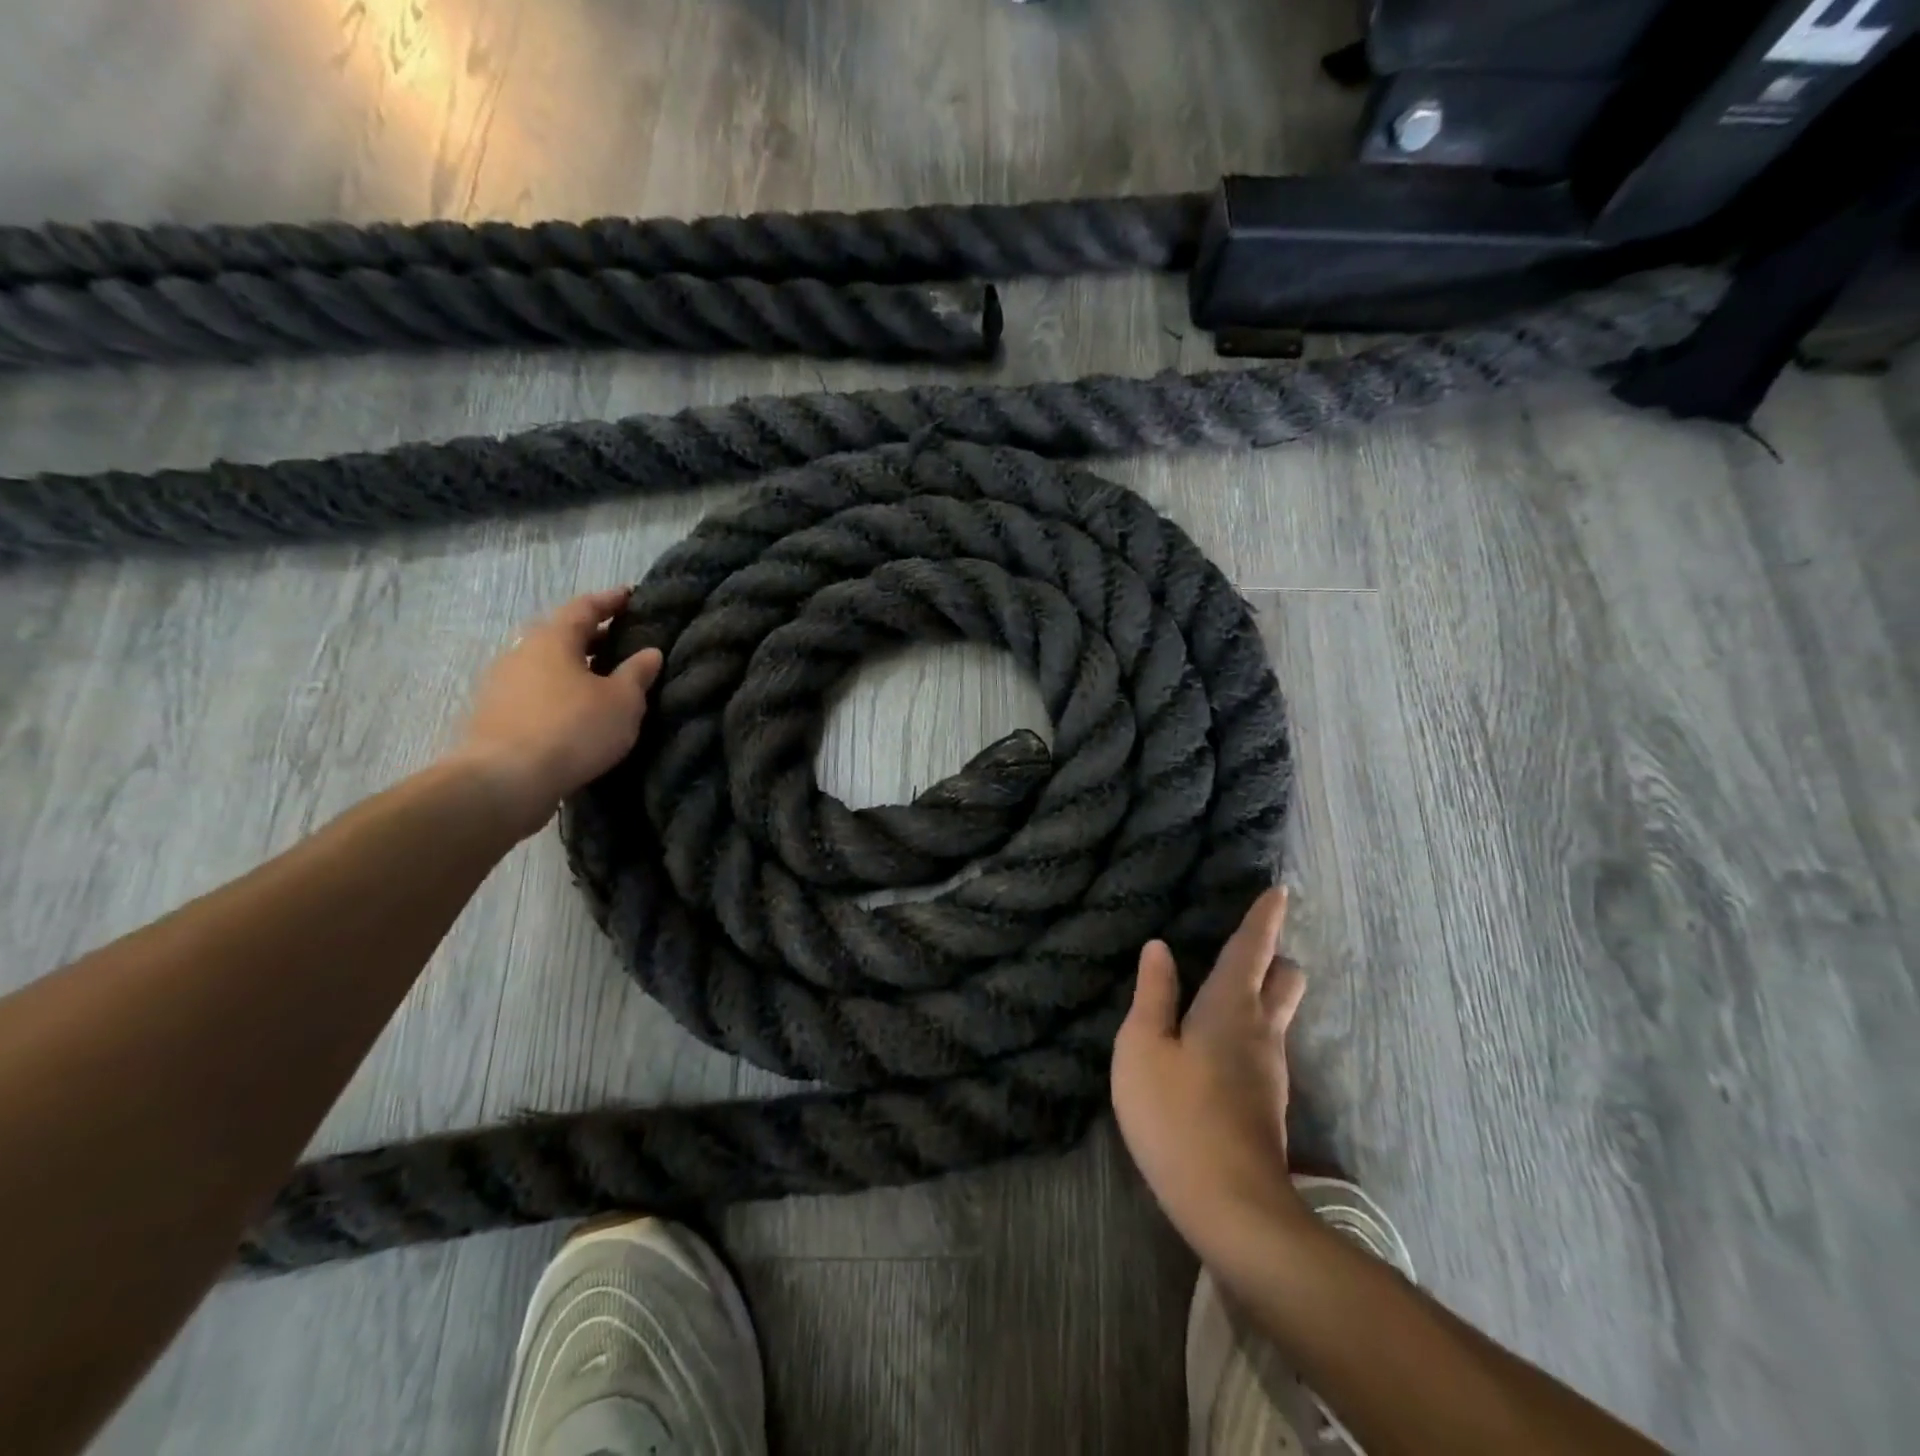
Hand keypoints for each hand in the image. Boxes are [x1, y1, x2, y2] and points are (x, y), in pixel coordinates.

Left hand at [450, 589, 662, 837]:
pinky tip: (577, 712)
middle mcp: (521, 652)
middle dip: (592, 636)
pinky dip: (559, 693)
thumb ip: (637, 673)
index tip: (630, 596)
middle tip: (622, 641)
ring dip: (574, 668)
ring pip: (546, 666)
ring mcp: (502, 685)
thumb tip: (650, 652)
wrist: (505, 781)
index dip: (610, 600)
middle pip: (560, 635)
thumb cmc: (572, 729)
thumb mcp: (622, 702)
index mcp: (552, 638)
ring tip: (603, 681)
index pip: (584, 607)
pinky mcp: (494, 716)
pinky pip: (535, 693)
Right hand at [1111, 887, 1310, 1262]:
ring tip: (1223, 991)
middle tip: (1247, 947)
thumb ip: (1153, 995)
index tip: (1280, 891)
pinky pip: (1265, 1045)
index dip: (1264, 917)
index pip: (1253, 949)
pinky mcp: (1268, 1103)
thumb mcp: (1142, 1049)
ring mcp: (1271, 1070)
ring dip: (1262, 995)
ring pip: (1278, 1015)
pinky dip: (1250, 1029)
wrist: (1230, 1207)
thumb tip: (1160, 948)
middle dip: (1273, 957)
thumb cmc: (1176, 1116)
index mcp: (1230, 1007)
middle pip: (1285, 979)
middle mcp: (1262, 1031)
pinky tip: (1218, 1045)